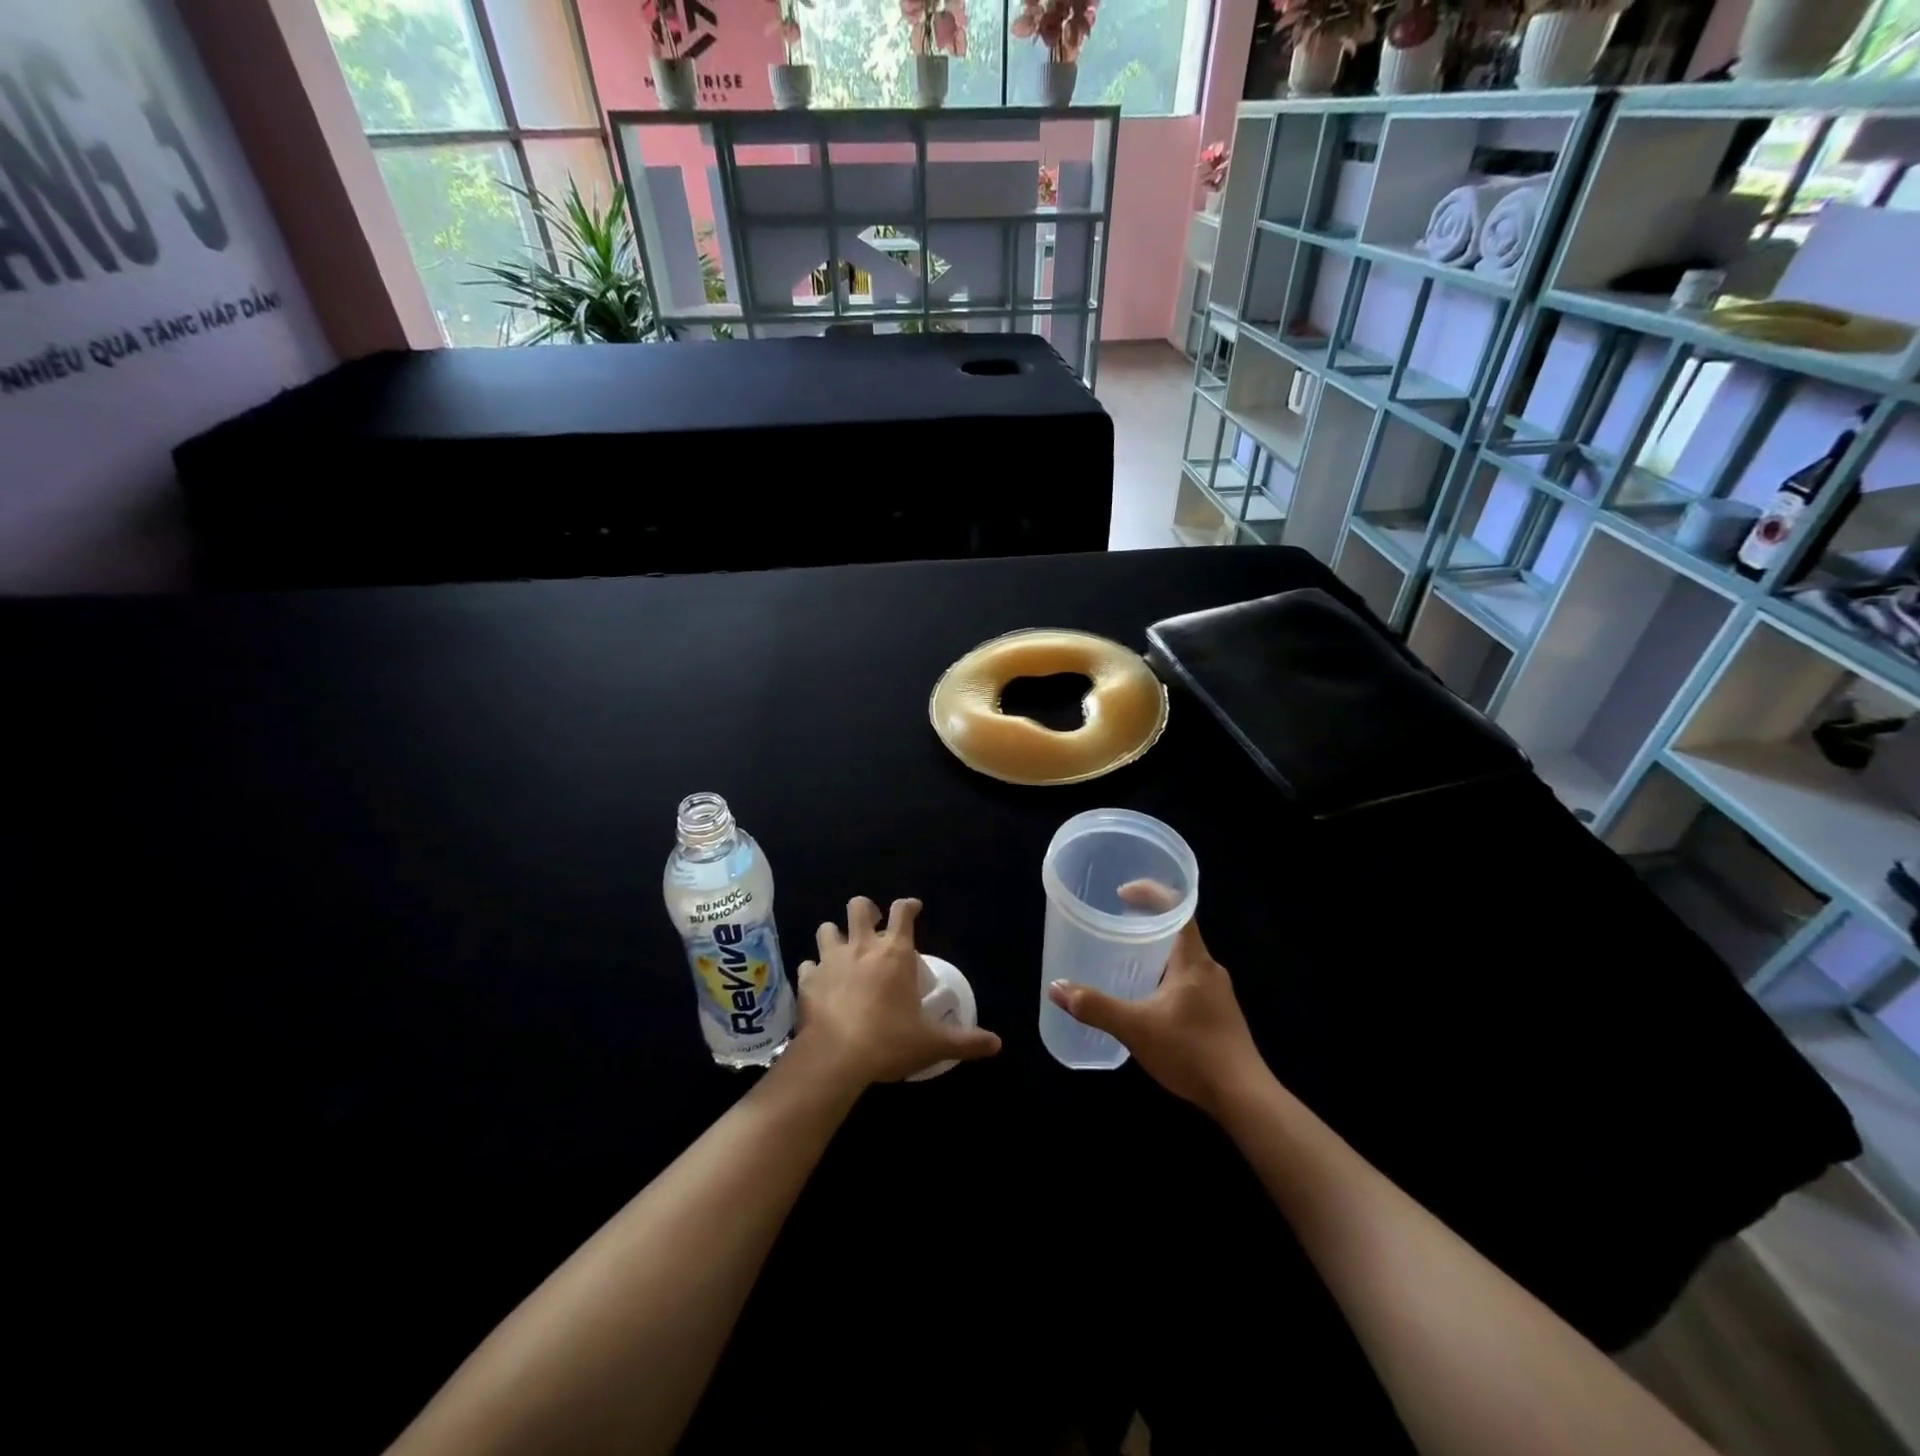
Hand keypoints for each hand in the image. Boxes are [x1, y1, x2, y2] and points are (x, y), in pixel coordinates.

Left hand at [794, 896, 1001, 1088]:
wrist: (835, 1058)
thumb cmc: (889, 1042)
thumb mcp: (933, 1044)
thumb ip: (965, 1041)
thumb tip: (997, 1043)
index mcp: (895, 953)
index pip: (902, 912)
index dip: (909, 905)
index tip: (914, 908)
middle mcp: (861, 947)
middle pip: (858, 906)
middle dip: (866, 910)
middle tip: (871, 925)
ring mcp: (830, 961)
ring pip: (826, 929)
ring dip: (834, 935)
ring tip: (841, 950)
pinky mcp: (807, 980)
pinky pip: (807, 965)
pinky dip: (813, 970)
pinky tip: (818, 982)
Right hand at [1047, 883, 1265, 1118]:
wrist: (1244, 1099)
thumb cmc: (1192, 1051)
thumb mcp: (1135, 1028)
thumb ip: (1095, 1007)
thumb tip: (1056, 988)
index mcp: (1194, 960)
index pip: (1178, 907)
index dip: (1151, 892)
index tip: (1122, 893)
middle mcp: (1209, 969)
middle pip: (1178, 932)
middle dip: (1146, 925)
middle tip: (1114, 928)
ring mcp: (1218, 994)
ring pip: (1182, 960)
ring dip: (1156, 955)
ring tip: (1124, 963)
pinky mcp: (1220, 1016)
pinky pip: (1188, 983)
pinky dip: (1164, 979)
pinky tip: (1147, 1003)